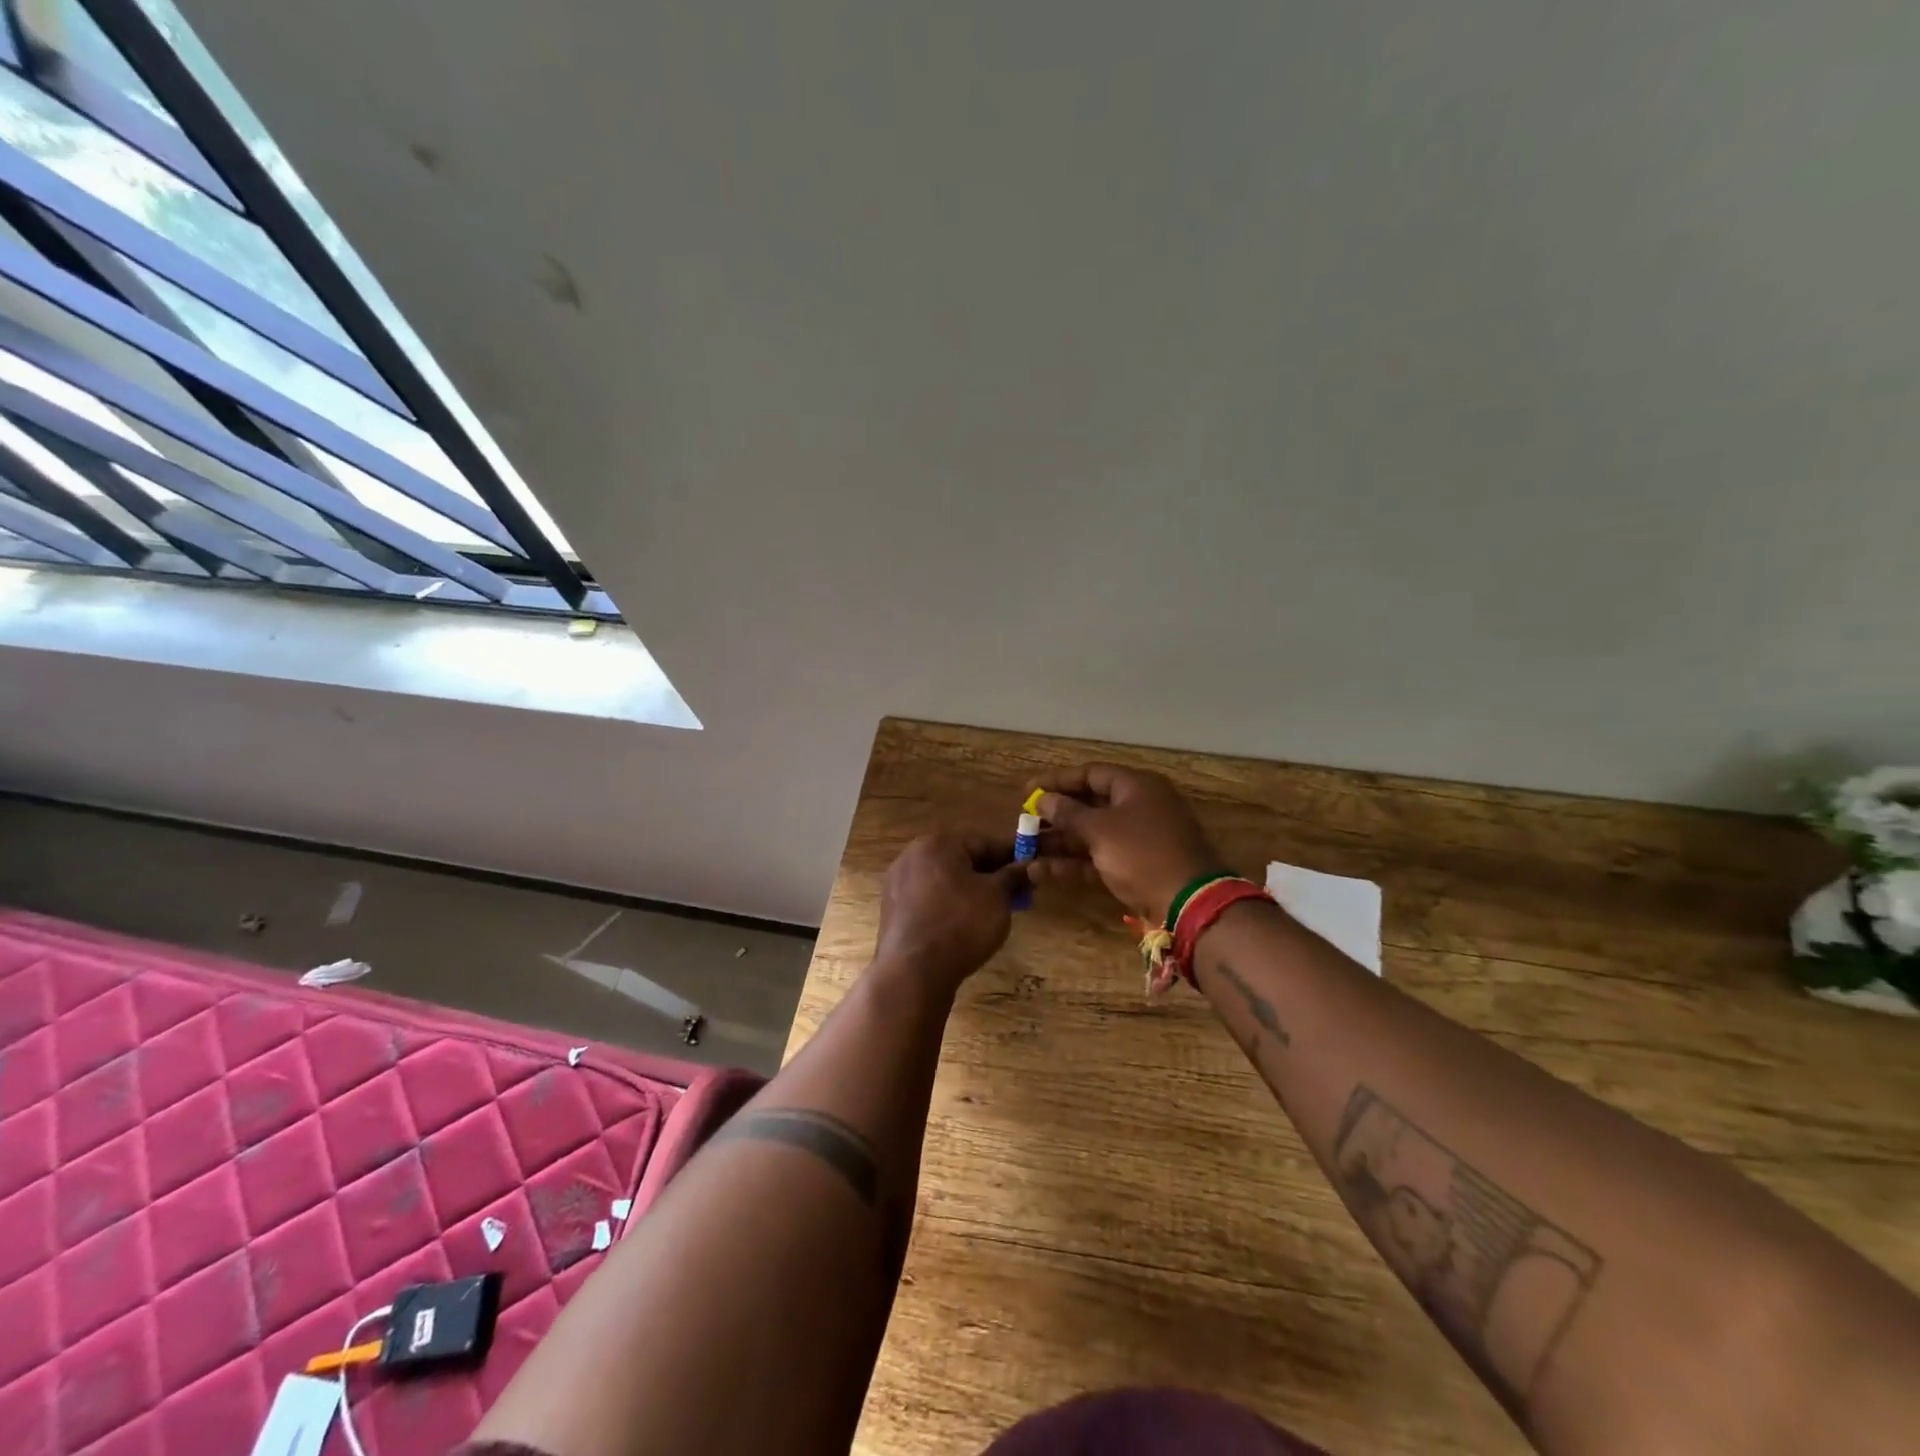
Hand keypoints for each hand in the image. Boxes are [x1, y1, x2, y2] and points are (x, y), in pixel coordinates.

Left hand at [873, 834, 1028, 990]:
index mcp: (938, 844)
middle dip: (990, 875)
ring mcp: (898, 883)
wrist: (913, 971)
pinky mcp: (892, 910)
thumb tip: (1033, 866)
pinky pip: (929, 900)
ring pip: (944, 881)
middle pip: (961, 860)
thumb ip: (1014, 877)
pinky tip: (963, 926)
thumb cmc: (961, 924)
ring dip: (969, 891)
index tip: (1032, 870)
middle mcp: (912, 856)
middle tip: (1016, 894)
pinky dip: (948, 906)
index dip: (1012, 856)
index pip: (984, 843)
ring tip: (992, 912)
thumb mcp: (997, 897)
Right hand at [1027, 764, 1225, 922]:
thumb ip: (1068, 813)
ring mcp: (1138, 840)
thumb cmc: (1142, 853)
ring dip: (1059, 843)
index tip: (1028, 790)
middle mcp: (1138, 808)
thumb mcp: (1100, 829)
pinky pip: (1099, 858)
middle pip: (1090, 805)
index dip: (1058, 780)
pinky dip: (1073, 864)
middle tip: (1024, 823)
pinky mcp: (1135, 868)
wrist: (1188, 903)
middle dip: (1056, 815)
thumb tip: (1044, 800)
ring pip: (1091, 835)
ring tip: (1025, 850)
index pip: (1091, 774)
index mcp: (1136, 787)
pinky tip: (1042, 872)